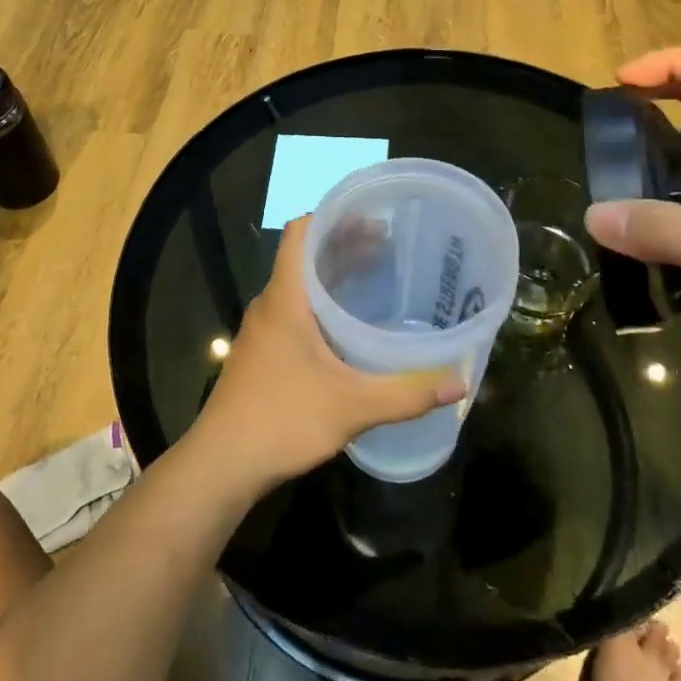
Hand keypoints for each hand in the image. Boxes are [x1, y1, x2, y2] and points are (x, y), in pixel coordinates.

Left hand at [193, 216, 465, 487]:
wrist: (221, 464)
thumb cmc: (282, 420)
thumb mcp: (351, 406)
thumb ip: (406, 393)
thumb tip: (459, 384)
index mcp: (285, 298)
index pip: (301, 232)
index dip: (333, 216)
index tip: (372, 216)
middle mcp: (270, 304)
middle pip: (305, 256)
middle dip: (344, 245)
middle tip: (388, 245)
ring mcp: (263, 329)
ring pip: (300, 285)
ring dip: (333, 275)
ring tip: (375, 275)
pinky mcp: (262, 352)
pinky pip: (295, 310)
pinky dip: (323, 303)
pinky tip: (349, 326)